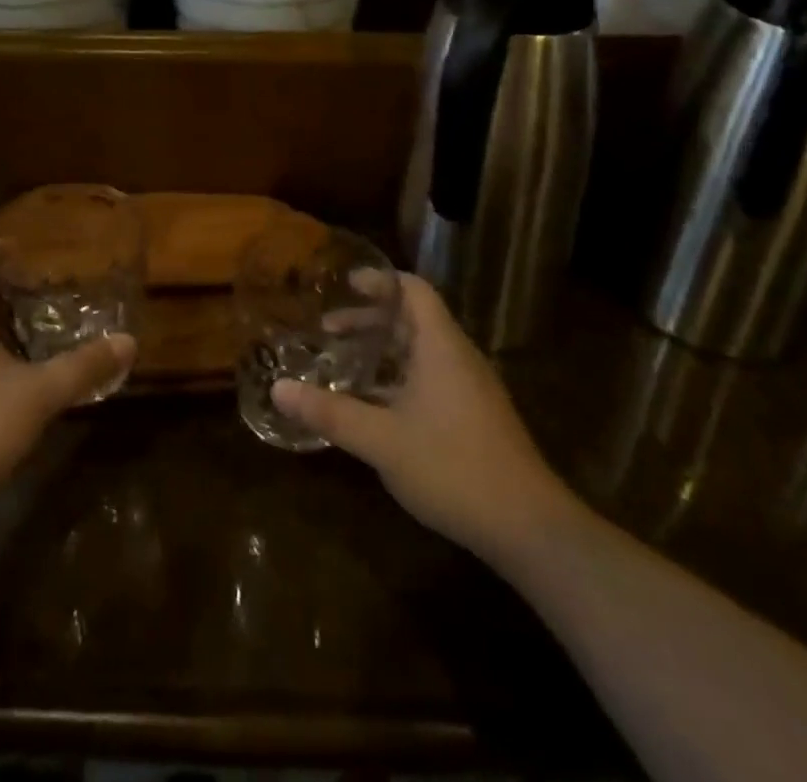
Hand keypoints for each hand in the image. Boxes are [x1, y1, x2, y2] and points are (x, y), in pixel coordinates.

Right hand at [273, 273, 573, 565]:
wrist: (528, 526)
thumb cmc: (453, 466)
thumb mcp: (382, 440)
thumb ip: (329, 413)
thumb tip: (278, 389)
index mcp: (440, 345)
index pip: (413, 290)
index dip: (380, 281)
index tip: (344, 283)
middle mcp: (457, 356)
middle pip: (413, 319)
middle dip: (370, 320)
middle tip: (328, 329)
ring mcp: (469, 387)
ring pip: (421, 351)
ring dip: (383, 351)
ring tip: (343, 363)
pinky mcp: (474, 415)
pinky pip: (430, 377)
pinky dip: (399, 377)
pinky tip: (374, 405)